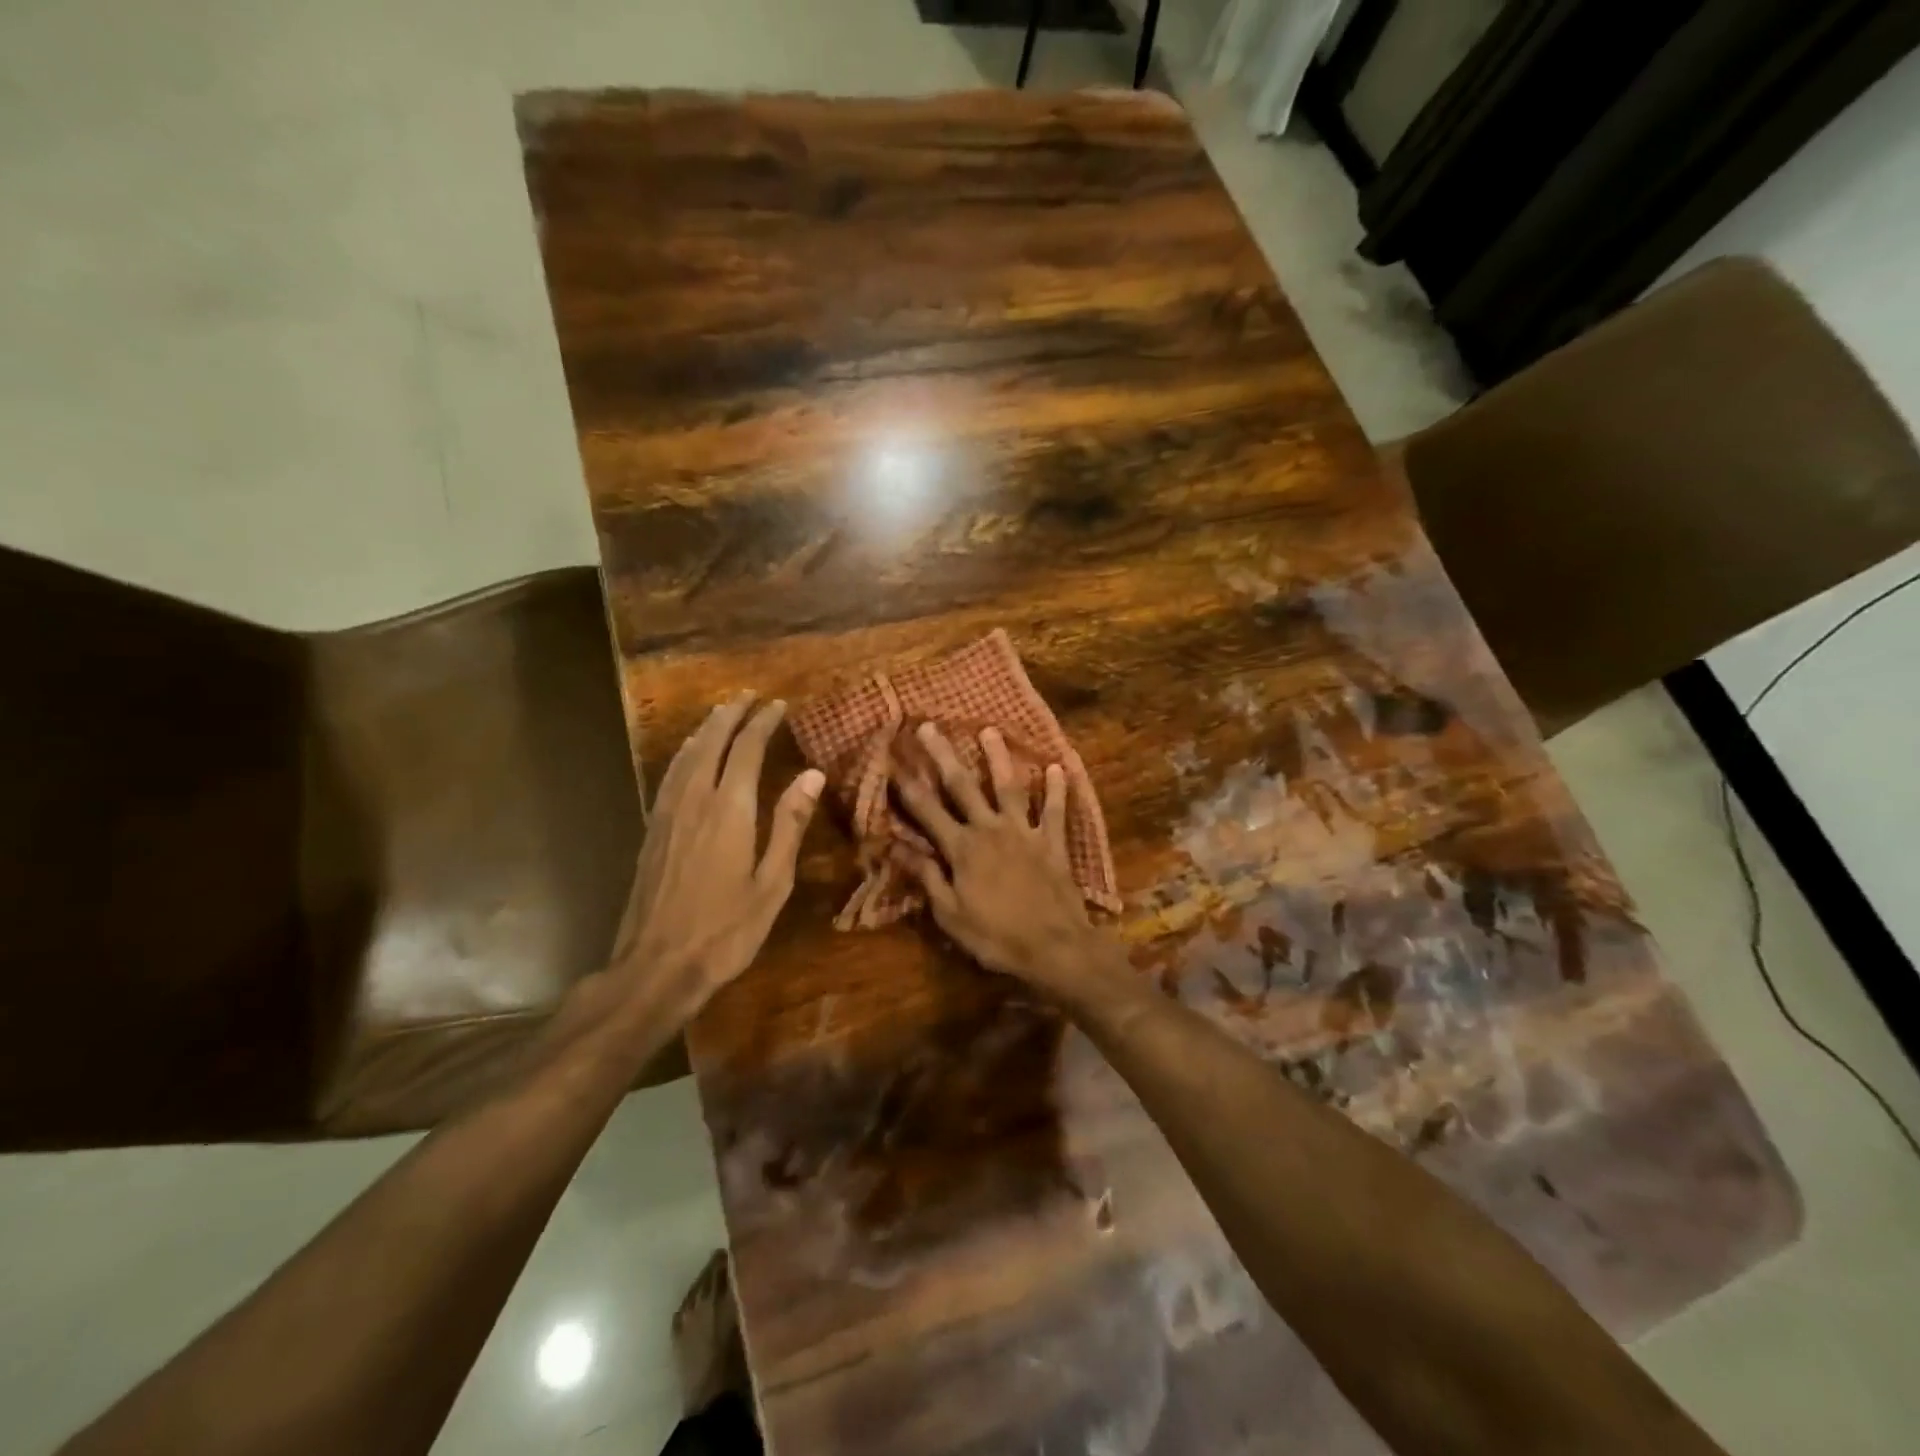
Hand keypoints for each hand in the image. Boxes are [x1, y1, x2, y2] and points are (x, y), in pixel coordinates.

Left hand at [611, 693, 824, 1015]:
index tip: (778, 705)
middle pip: (712, 743)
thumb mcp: (772, 882)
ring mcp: (668, 814)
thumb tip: (811, 774)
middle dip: (731, 715)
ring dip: (706, 729)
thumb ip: (789, 824)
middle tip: (748, 696)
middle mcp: (696, 800)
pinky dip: (684, 754)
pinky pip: (670, 776)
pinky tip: (689, 756)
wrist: (657, 965)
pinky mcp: (652, 830)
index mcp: (730, 809)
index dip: (762, 722)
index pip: (747, 749)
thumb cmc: (726, 929)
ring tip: (720, 713)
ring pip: (686, 756)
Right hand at [890, 723, 1111, 996]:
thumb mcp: (950, 915)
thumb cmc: (996, 936)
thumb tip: (897, 848)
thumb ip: (926, 877)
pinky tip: (1058, 766)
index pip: (926, 811)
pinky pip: (1054, 810)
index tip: (892, 759)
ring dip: (998, 757)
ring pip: (1008, 786)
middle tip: (929, 727)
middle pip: (962, 786)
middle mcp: (990, 829)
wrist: (1055, 947)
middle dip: (943, 756)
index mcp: (962, 849)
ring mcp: (1024, 832)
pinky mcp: (1051, 841)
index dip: (907, 785)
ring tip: (989, 729)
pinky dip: (1057, 788)